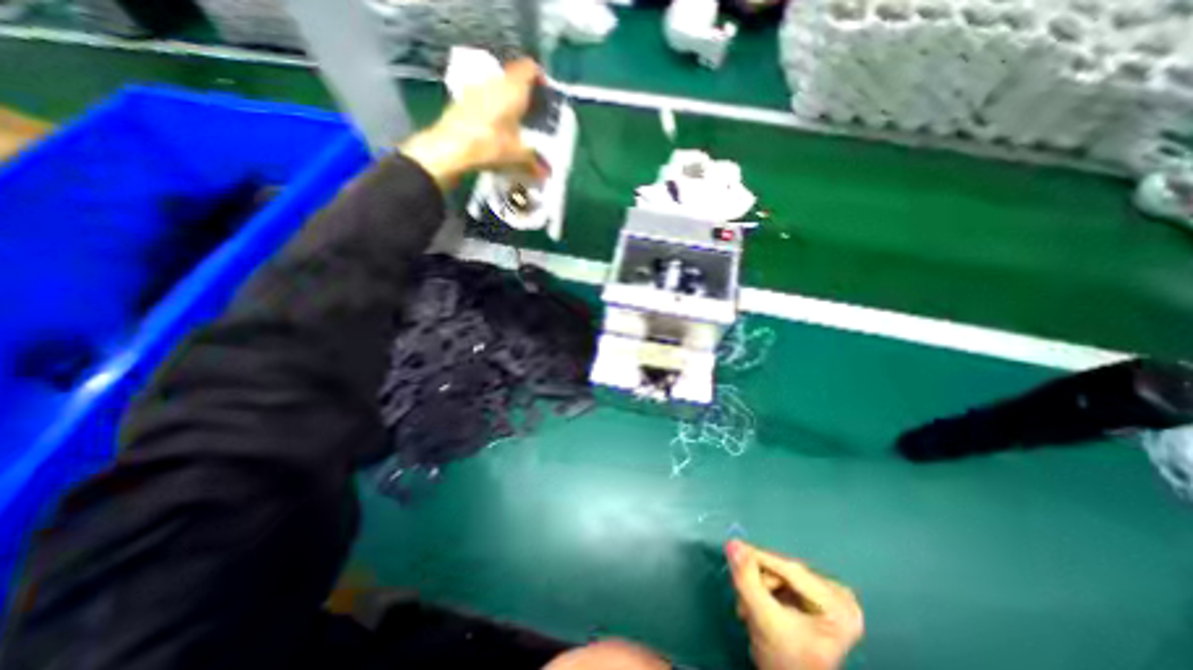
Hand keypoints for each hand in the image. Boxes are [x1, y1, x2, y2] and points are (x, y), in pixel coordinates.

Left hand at [402, 57, 545, 186]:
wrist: (450, 149)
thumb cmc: (489, 146)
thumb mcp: (518, 157)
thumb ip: (535, 162)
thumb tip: (546, 172)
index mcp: (512, 89)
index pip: (529, 69)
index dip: (540, 78)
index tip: (546, 94)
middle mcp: (494, 83)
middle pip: (513, 79)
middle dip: (525, 93)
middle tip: (534, 112)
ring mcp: (475, 90)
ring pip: (497, 88)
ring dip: (507, 101)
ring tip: (516, 123)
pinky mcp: (462, 102)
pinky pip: (484, 99)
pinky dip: (493, 110)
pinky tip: (496, 130)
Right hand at [721, 539, 862, 668]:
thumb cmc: (785, 661)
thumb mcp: (764, 620)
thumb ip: (748, 581)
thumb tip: (733, 545)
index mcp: (840, 607)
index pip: (791, 571)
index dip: (759, 558)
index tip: (732, 548)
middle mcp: (841, 597)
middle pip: (785, 572)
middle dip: (759, 581)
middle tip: (741, 595)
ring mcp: (831, 598)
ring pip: (781, 574)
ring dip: (759, 586)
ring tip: (747, 607)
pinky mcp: (819, 599)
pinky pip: (784, 580)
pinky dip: (767, 589)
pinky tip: (759, 605)